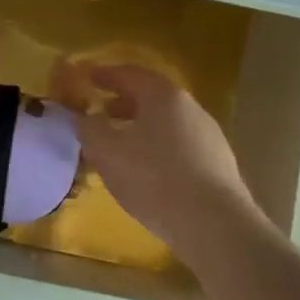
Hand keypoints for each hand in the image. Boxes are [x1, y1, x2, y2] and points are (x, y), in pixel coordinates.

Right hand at [54, 61, 263, 252]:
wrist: (214, 225)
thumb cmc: (154, 178)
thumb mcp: (107, 151)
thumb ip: (89, 128)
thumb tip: (82, 117)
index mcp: (164, 96)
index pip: (130, 74)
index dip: (104, 74)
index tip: (85, 77)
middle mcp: (191, 109)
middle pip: (151, 98)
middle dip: (121, 103)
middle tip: (98, 112)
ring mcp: (209, 137)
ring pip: (165, 124)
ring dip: (139, 128)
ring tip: (117, 146)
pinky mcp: (217, 166)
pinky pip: (178, 147)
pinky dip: (156, 149)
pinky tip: (144, 171)